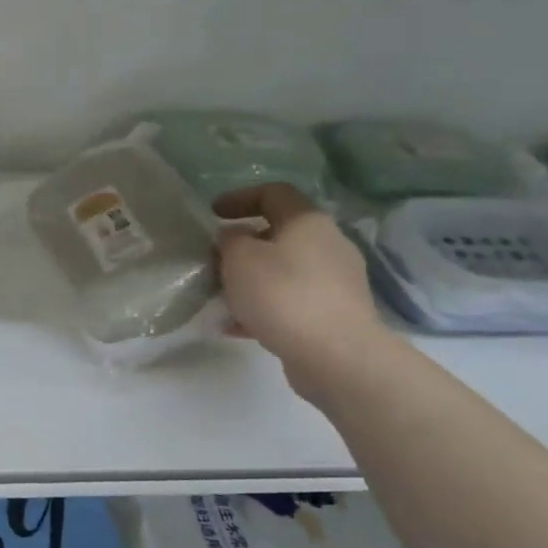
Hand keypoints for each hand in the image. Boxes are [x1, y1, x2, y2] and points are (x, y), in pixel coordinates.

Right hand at [213, 183, 392, 401]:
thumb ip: (230, 241)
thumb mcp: (239, 259)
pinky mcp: (333, 313)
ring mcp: (335, 280)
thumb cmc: (282, 295)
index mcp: (307, 221)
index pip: (273, 193)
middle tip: (215, 261)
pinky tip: (237, 327)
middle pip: (279, 234)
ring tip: (222, 298)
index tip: (212, 214)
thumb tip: (235, 237)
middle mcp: (328, 243)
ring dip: (251, 280)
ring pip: (283, 271)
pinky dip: (263, 308)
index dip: (239, 198)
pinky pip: (290, 301)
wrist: (334, 354)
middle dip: (243, 246)